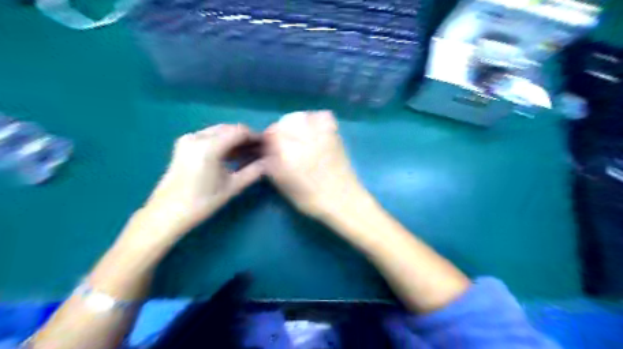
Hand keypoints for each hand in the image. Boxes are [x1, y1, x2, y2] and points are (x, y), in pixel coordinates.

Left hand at [143, 123, 263, 239]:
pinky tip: (230, 155)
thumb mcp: (232, 187)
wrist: (167, 213)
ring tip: (246, 154)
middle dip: (245, 138)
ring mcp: (188, 139)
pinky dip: (221, 142)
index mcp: (209, 146)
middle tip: (258, 151)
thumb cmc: (202, 202)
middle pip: (228, 129)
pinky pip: (208, 136)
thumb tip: (268, 162)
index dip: (255, 136)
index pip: (239, 131)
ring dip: (233, 140)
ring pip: (218, 132)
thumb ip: (253, 172)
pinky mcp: (183, 145)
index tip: (266, 145)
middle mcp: (197, 137)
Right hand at [263, 110, 365, 217]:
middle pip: (286, 121)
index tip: (270, 148)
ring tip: (298, 136)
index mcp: (289, 152)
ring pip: (302, 116)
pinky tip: (314, 131)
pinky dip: (315, 119)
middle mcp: (304, 138)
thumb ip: (271, 164)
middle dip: (281, 130)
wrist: (342, 200)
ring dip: (296, 123)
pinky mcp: (334, 134)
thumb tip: (266, 150)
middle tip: (284, 144)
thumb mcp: (283, 185)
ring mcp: (321, 133)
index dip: (269, 138)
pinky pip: (322, 116)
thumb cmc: (310, 198)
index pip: (272, 131)